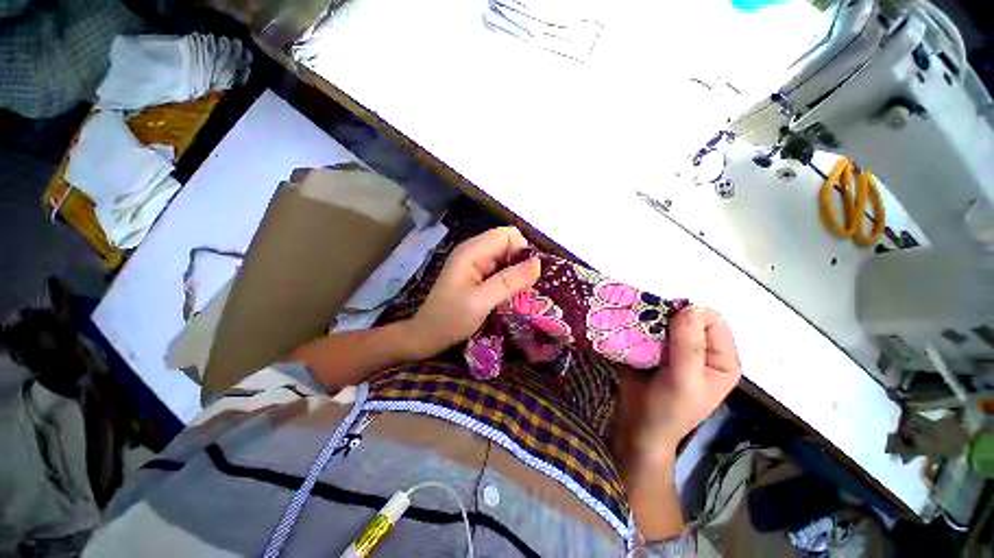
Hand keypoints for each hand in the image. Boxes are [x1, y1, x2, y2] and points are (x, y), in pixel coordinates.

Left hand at [405, 227, 540, 357]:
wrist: (428, 335)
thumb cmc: (451, 318)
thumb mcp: (482, 301)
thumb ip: (510, 281)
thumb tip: (539, 263)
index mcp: (472, 251)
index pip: (507, 235)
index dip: (522, 250)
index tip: (530, 274)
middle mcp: (475, 252)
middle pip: (508, 245)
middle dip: (522, 263)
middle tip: (529, 287)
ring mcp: (476, 264)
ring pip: (507, 259)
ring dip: (518, 273)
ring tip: (524, 293)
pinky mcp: (478, 276)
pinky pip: (501, 270)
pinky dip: (510, 280)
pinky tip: (513, 296)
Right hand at [616, 307, 740, 466]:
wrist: (638, 424)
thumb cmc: (668, 409)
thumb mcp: (683, 380)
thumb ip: (689, 346)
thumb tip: (689, 309)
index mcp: (722, 359)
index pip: (712, 321)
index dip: (689, 318)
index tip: (665, 328)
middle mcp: (703, 350)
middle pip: (688, 317)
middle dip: (667, 317)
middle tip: (648, 328)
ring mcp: (678, 348)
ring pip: (667, 320)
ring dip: (651, 321)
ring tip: (638, 330)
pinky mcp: (656, 348)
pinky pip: (651, 328)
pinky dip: (641, 326)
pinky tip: (632, 332)